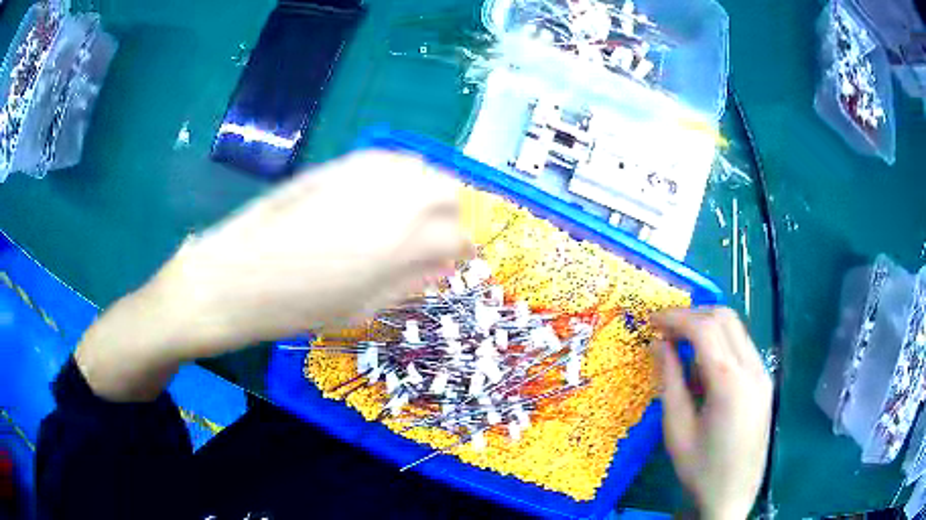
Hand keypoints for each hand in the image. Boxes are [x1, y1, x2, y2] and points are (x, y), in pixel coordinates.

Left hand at [76, 151, 469, 400]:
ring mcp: (363, 175)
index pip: (460, 237)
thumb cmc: (292, 309)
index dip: (464, 250)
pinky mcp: (337, 163)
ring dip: (429, 190)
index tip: (457, 260)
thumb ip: (409, 283)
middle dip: (453, 215)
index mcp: (401, 246)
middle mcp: (391, 200)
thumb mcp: (359, 309)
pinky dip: (400, 173)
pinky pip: (388, 158)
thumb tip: (444, 265)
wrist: (230, 278)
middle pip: (450, 192)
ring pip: (422, 168)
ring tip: (413, 215)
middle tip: (438, 236)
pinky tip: (385, 193)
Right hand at [652, 308, 771, 519]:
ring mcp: (763, 373)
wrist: (733, 496)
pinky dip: (720, 343)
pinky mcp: (764, 381)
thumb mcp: (677, 430)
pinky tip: (703, 367)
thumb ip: (670, 381)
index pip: (704, 328)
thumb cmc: (700, 470)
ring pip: (736, 328)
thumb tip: (657, 344)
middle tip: (664, 331)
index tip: (650, 320)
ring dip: (707, 327)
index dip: (675, 318)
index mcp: (731, 382)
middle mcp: (753, 369)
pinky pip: (742, 346)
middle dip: (692, 316)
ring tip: (680, 347)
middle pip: (725, 318)